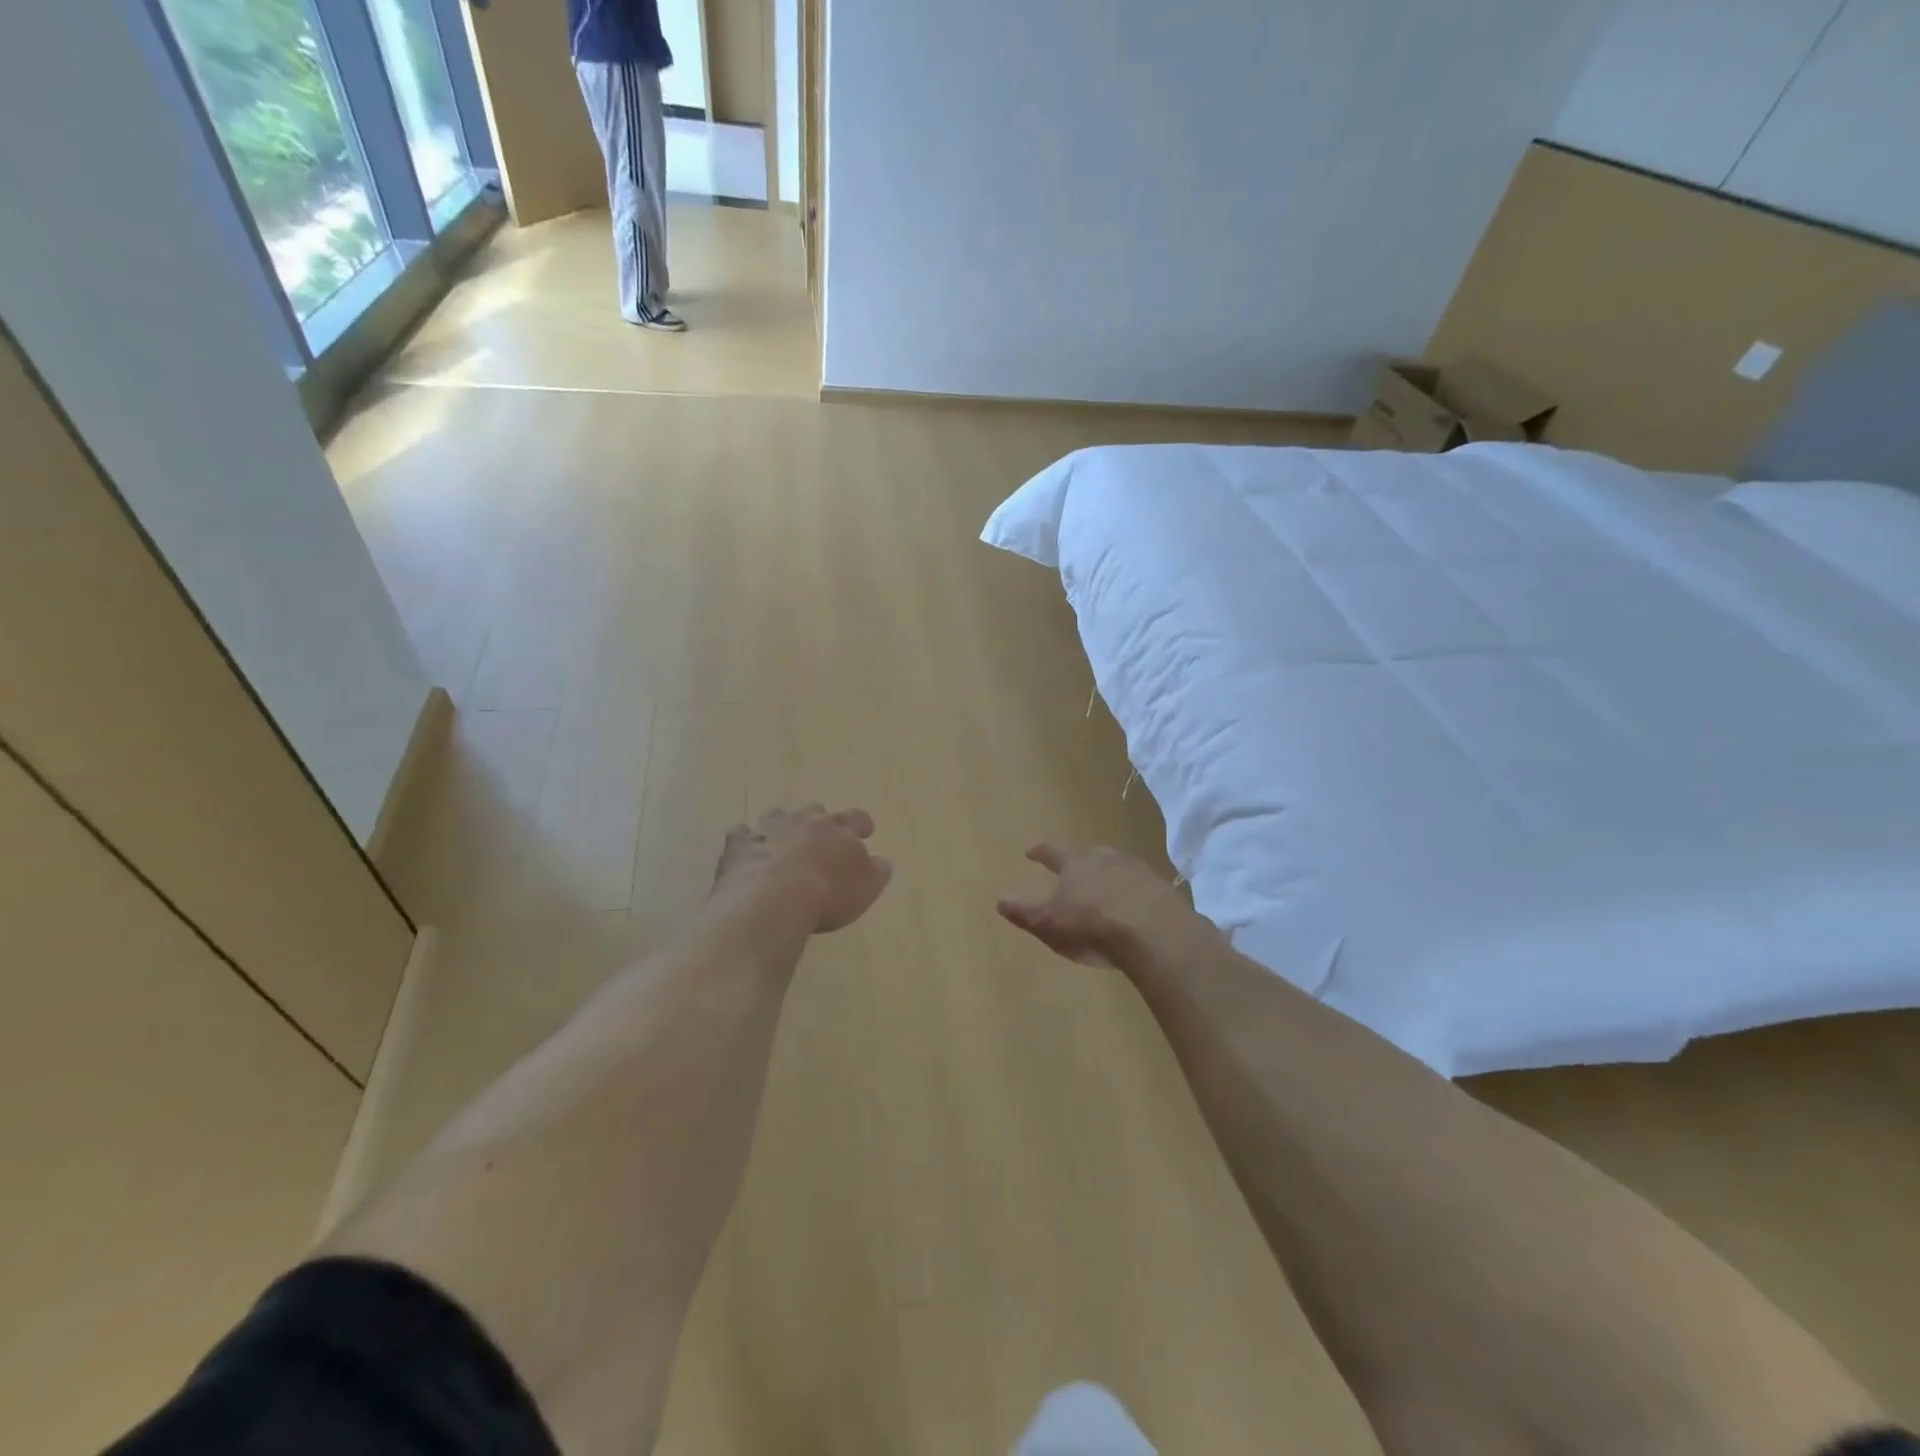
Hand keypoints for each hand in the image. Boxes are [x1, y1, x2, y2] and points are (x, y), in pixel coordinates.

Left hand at [713, 805, 892, 932]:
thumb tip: (883, 860)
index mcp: (838, 830)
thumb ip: (876, 871)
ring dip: (781, 827)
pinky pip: (742, 836)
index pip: (856, 818)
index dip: (861, 825)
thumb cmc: (828, 894)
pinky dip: (746, 842)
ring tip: (781, 841)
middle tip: (819, 835)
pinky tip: (745, 852)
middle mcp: (803, 822)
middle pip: (814, 811)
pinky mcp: (739, 846)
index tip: (865, 831)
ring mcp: (768, 830)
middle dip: (818, 821)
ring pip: (776, 818)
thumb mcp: (866, 887)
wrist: (773, 900)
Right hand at [997, 843, 1192, 964]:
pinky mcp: (1161, 889)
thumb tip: (999, 899)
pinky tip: (1135, 906)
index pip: (1053, 852)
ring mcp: (1137, 871)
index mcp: (1075, 864)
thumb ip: (1024, 911)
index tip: (1031, 850)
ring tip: (1107, 886)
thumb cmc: (1091, 924)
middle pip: (1090, 854)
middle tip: (1077, 866)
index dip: (1041, 852)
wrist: (1151, 929)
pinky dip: (1135, 893)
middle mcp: (1106, 859)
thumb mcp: (1049, 922)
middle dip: (1082, 861)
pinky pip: (1142, 886)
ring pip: (1119, 867)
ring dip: (1111, 875)